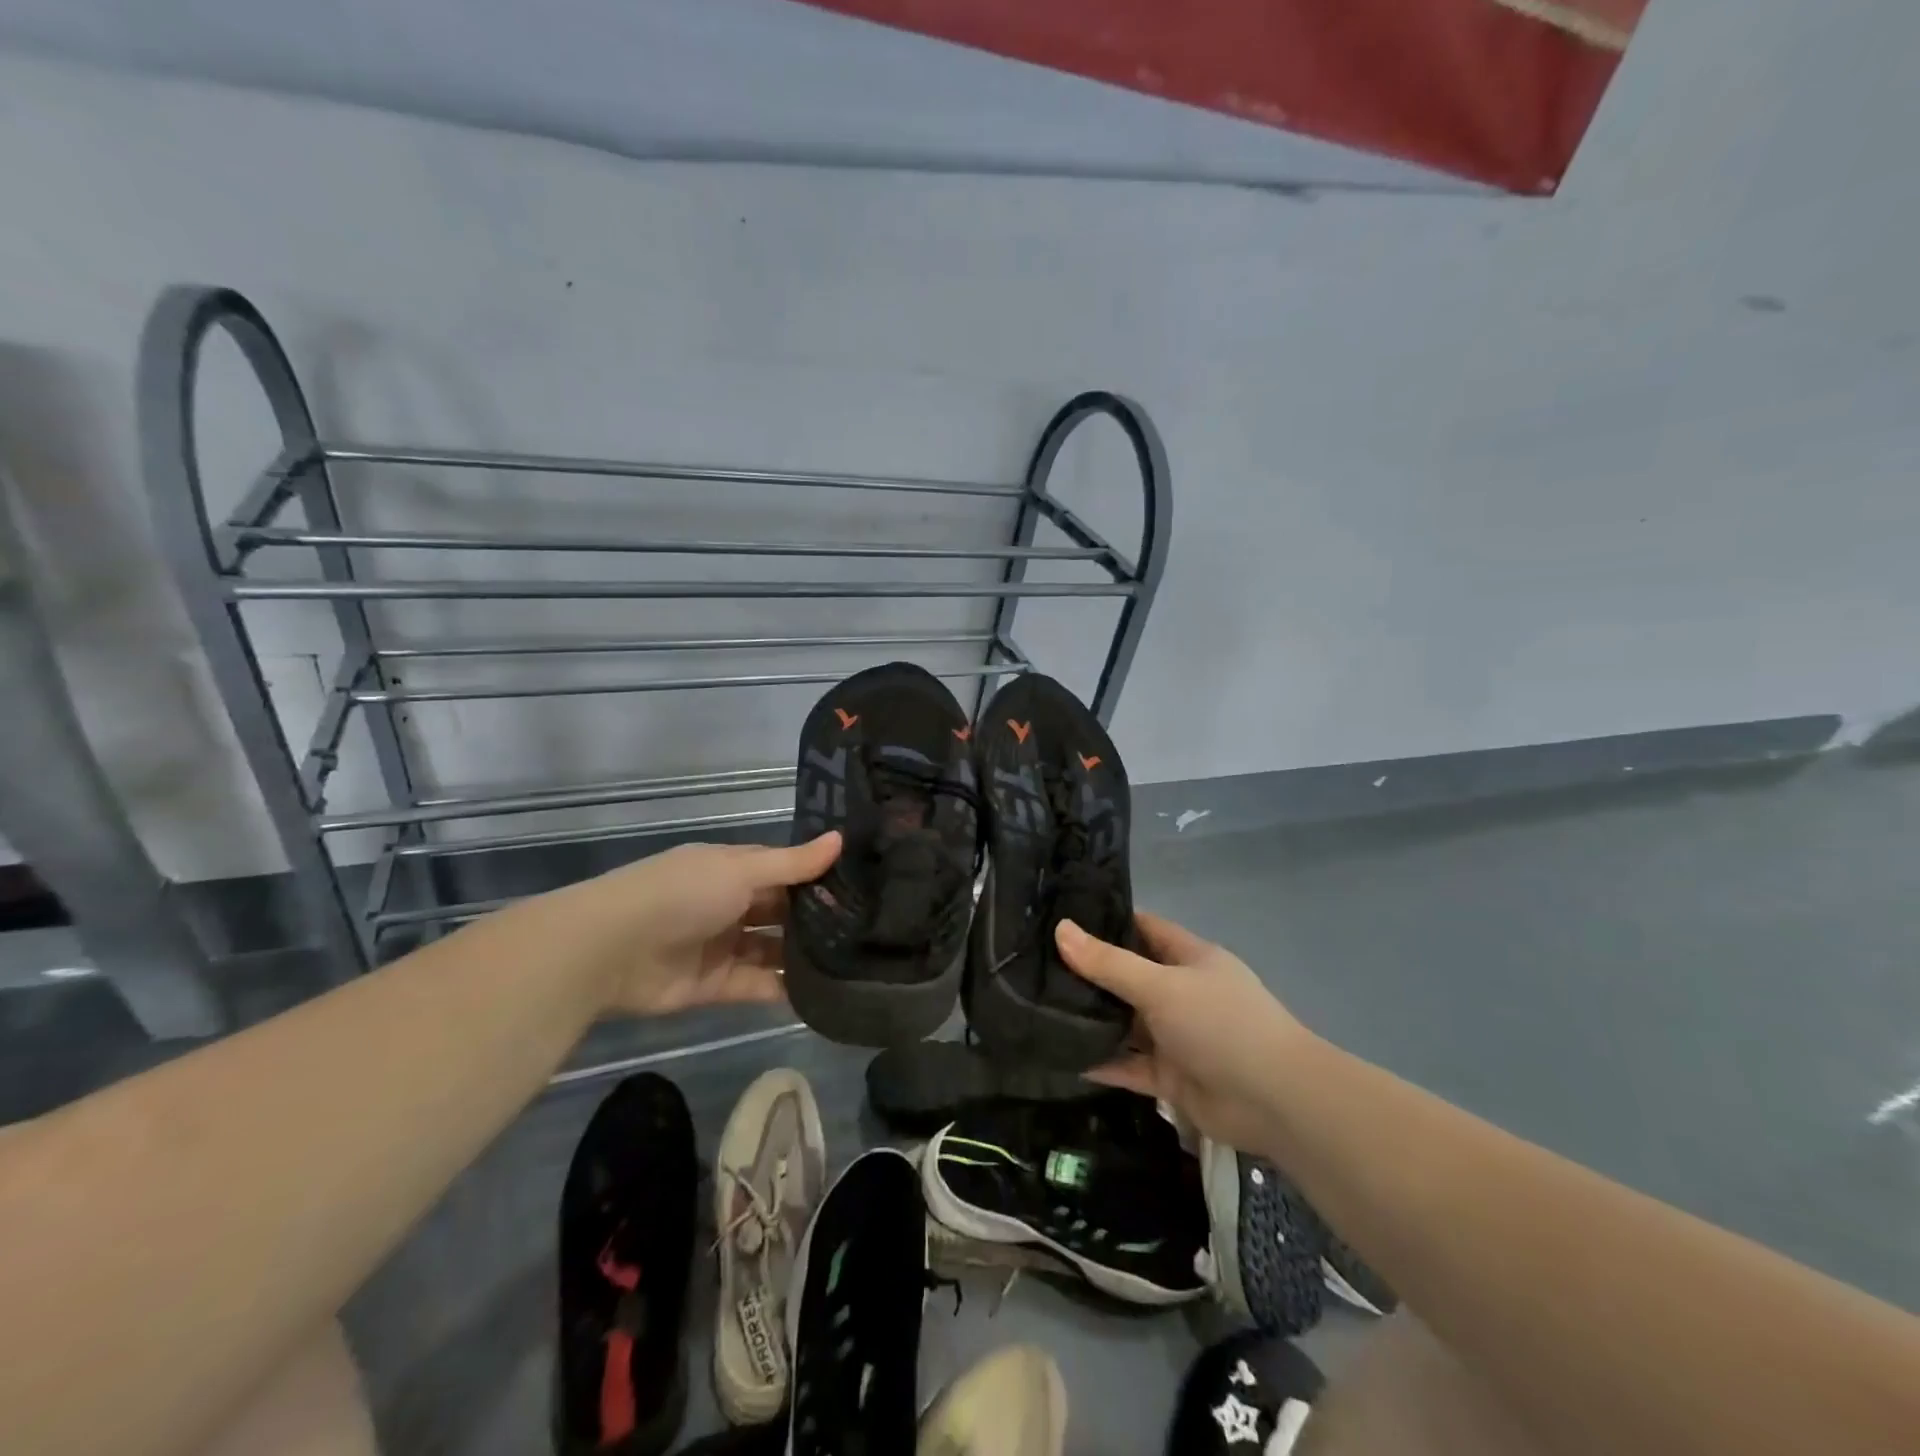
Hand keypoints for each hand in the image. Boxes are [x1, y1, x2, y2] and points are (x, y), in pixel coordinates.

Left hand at [590, 833, 840, 1015]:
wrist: (612, 949)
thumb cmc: (683, 893)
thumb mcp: (741, 870)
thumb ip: (793, 864)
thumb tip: (841, 838)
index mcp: (732, 870)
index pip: (783, 871)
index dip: (817, 878)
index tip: (862, 886)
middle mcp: (729, 905)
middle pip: (780, 912)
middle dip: (815, 919)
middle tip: (866, 929)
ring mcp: (722, 946)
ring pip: (772, 950)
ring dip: (803, 955)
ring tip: (853, 962)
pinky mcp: (715, 985)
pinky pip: (758, 984)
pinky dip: (784, 988)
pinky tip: (823, 990)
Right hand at [1056, 910, 1311, 1154]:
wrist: (1276, 1102)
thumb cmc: (1221, 1024)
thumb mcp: (1161, 986)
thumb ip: (1109, 963)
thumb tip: (1061, 930)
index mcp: (1189, 959)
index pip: (1143, 928)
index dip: (1107, 921)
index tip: (1062, 918)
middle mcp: (1181, 993)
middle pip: (1128, 977)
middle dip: (1089, 974)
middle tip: (1035, 966)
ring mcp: (1176, 1037)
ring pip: (1126, 1023)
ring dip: (1092, 1020)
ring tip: (1038, 1009)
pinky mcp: (1171, 1077)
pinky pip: (1129, 1066)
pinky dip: (1101, 1063)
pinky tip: (1062, 1058)